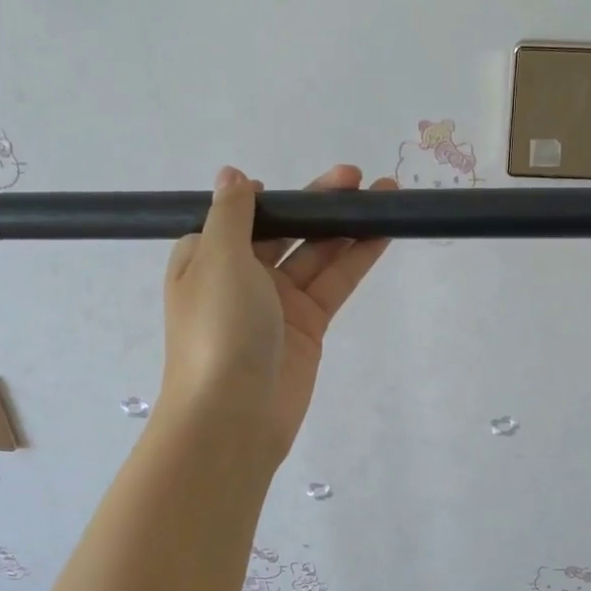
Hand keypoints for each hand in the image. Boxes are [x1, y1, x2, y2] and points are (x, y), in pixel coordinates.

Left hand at [159, 164, 393, 462]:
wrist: (233, 415)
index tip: (296, 186)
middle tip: (356, 178)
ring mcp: (277, 304)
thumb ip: (233, 213)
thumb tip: (232, 175)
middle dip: (318, 204)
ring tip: (384, 195)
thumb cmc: (218, 328)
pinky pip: (334, 284)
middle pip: (285, 231)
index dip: (270, 198)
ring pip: (316, 255)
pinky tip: (382, 234)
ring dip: (346, 226)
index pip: (240, 218)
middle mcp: (241, 278)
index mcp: (207, 258)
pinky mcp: (308, 327)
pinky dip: (356, 259)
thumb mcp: (218, 258)